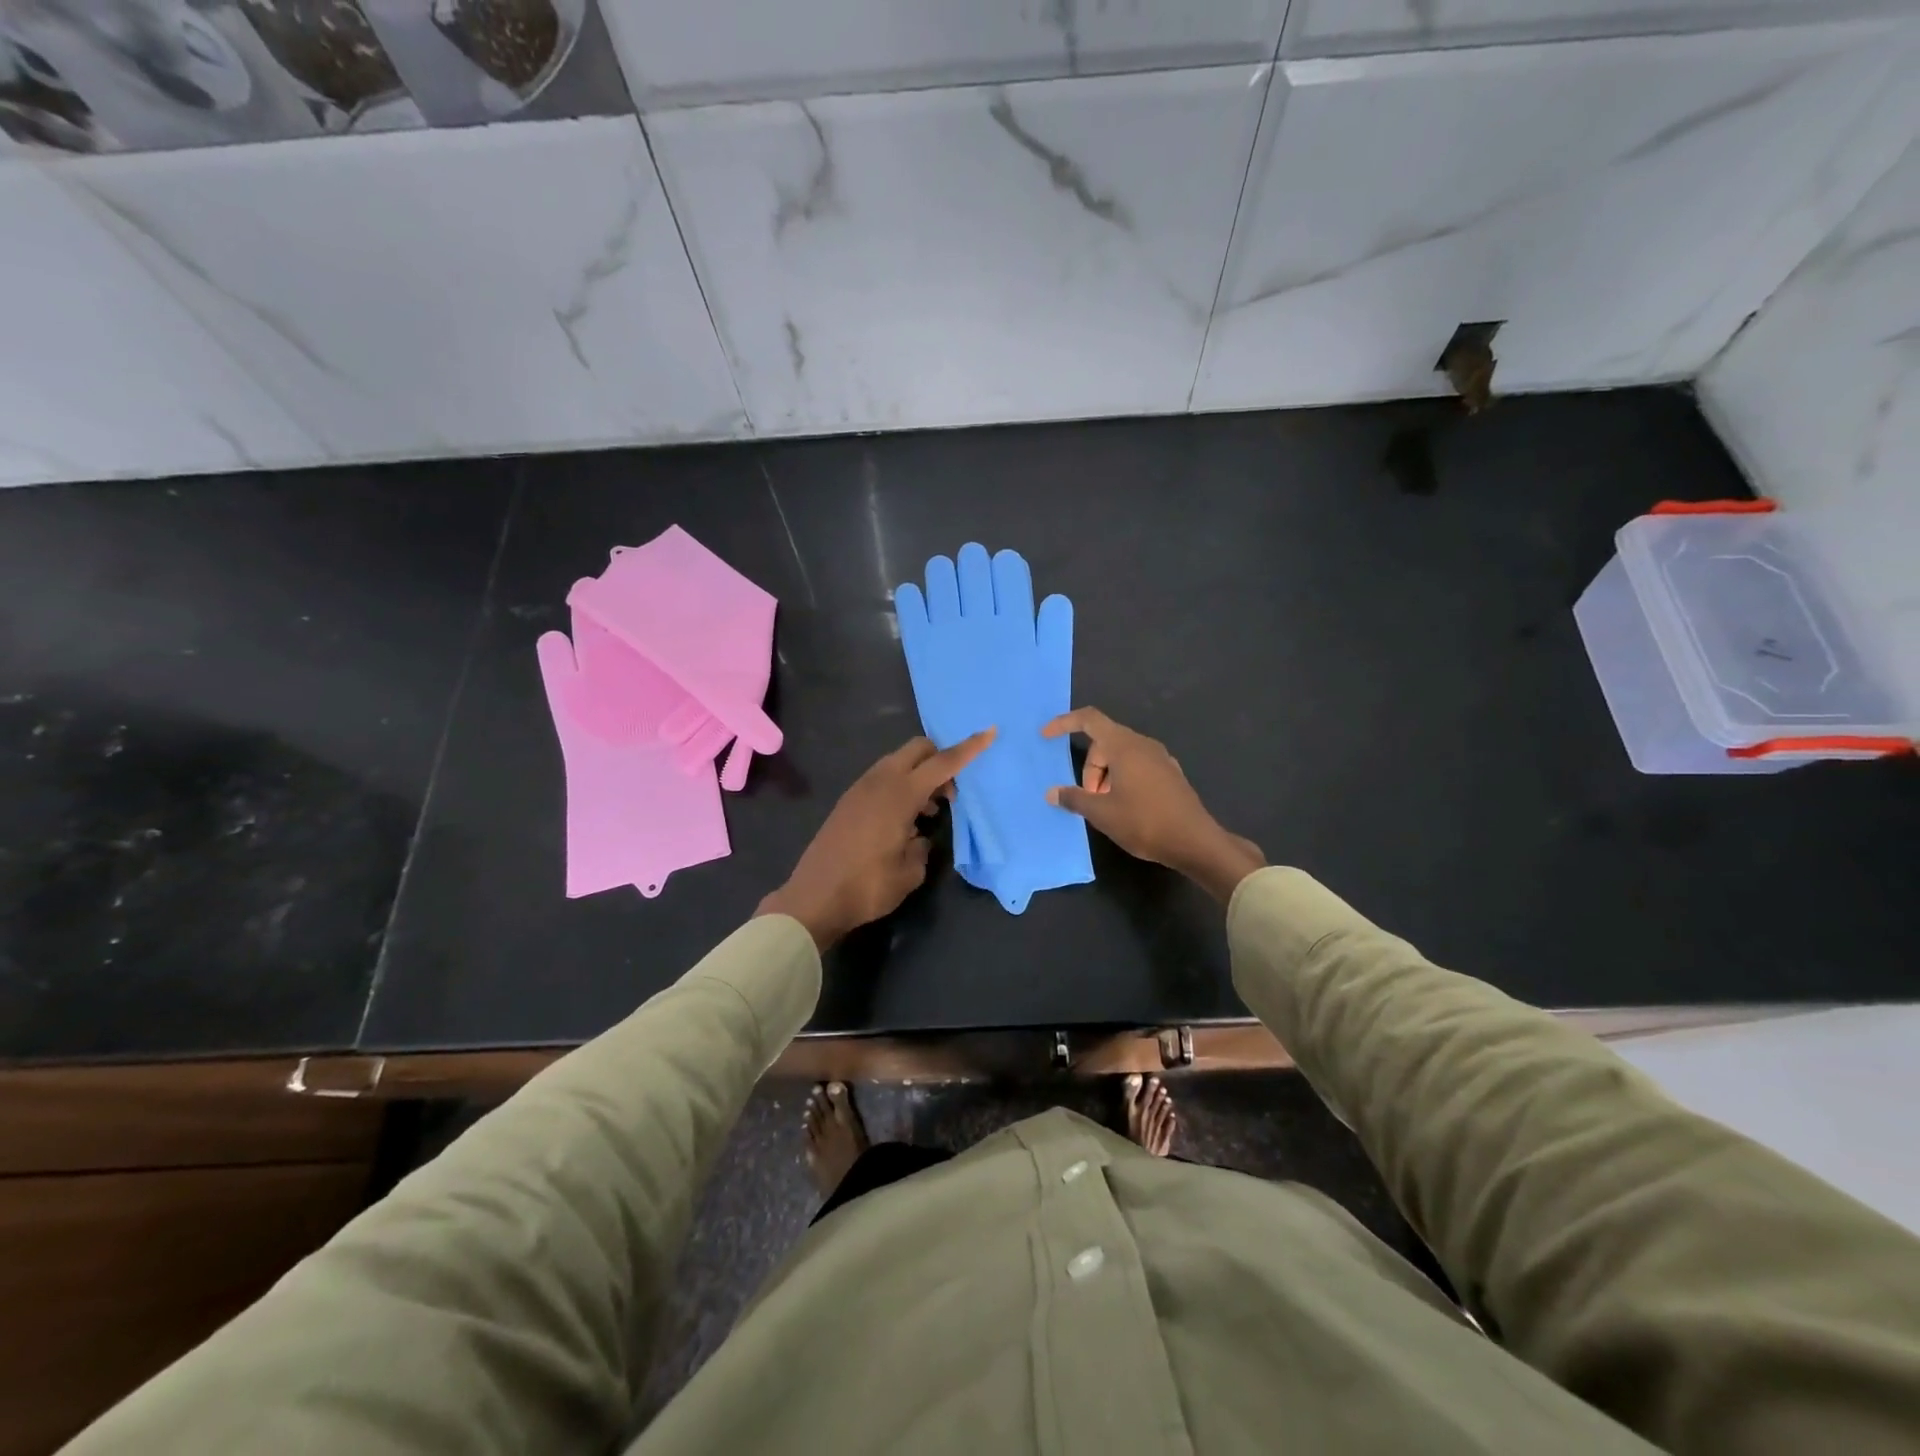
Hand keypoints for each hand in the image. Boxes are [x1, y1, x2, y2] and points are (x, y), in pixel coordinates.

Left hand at [759, 730, 995, 948]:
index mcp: (899, 794)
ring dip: (919, 775)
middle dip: (940, 759)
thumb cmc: (867, 886)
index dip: (968, 748)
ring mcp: (860, 789)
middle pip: (917, 750)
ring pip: (898, 762)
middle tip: (949, 795)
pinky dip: (900, 786)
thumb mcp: (910, 872)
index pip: (942, 763)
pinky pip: (882, 778)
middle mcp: (879, 782)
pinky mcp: (848, 801)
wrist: (813, 899)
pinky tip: (904, 820)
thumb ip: (922, 846)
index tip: (989, 732)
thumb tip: (917, 836)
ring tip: (927, 812)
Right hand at [1042, 708, 1263, 903]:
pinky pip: (1137, 766)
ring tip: (1106, 806)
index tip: (1046, 736)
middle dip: (1090, 768)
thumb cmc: (1145, 822)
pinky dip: (1123, 779)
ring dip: (1106, 776)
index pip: (1089, 720)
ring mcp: (1161, 759)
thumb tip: (1052, 792)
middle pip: (1104, 742)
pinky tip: (1125, 807)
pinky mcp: (1170, 774)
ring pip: (1121, 756)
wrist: (1195, 842)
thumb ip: (1074, 798)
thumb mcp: (1102, 813)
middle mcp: (1143, 745)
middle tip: (1088, 799)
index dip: (1064, 723)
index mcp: (1125, 746)